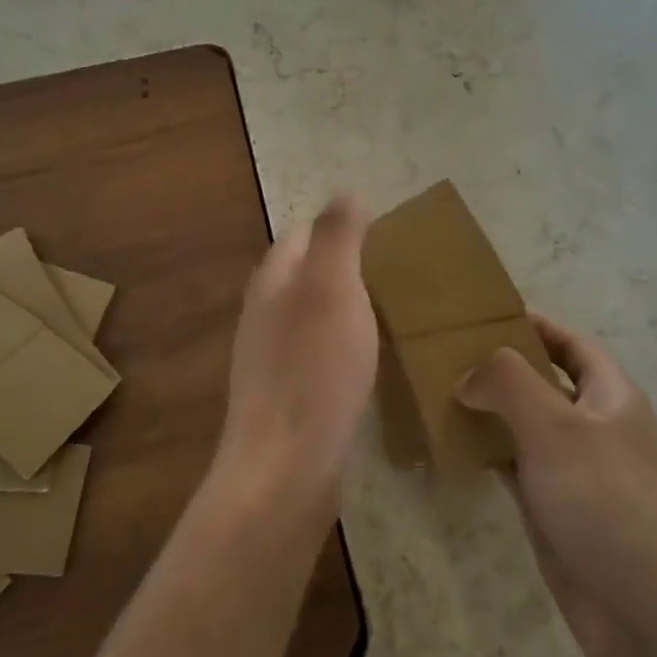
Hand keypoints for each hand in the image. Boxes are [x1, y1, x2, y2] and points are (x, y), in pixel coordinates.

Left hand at [215, 194, 377, 517]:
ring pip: (308, 315)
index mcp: (273, 280)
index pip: (302, 233)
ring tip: (385, 314)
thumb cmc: (314, 367)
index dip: (339, 227)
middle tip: (393, 274)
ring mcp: (268, 357)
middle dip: (342, 267)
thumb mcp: (332, 287)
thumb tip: (345, 192)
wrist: (284, 465)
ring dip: (341, 307)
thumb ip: (337, 236)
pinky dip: (338, 346)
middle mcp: (263, 313)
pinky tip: (362, 362)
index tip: (384, 235)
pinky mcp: (283, 396)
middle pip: (303, 274)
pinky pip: (313, 354)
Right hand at [457, 313, 656, 656]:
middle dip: (502, 367)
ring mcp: (575, 472)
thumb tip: (469, 376)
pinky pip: (516, 468)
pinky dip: (488, 453)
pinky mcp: (556, 511)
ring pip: (525, 426)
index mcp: (611, 396)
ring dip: (489, 410)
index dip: (534, 325)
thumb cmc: (607, 501)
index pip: (571, 344)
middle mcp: (595, 428)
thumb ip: (508, 383)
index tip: (485, 313)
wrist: (648, 613)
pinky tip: (453, 445)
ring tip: (438, 391)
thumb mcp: (555, 425)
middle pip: (544, 383)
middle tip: (447, 352)